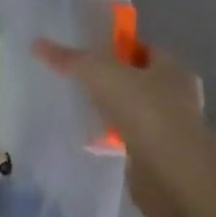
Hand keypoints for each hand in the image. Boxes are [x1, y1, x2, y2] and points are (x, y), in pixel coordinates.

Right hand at [33, 33, 208, 216]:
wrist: (171, 173)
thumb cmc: (144, 110)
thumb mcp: (99, 74)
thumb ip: (70, 59)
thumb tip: (37, 44)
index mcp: (173, 69)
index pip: (143, 49)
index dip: (117, 48)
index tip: (89, 51)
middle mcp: (178, 96)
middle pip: (139, 80)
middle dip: (113, 81)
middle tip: (81, 80)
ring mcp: (172, 129)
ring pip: (136, 111)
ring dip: (114, 111)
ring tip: (82, 108)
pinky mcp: (161, 157)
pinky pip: (132, 139)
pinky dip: (115, 138)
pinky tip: (92, 138)